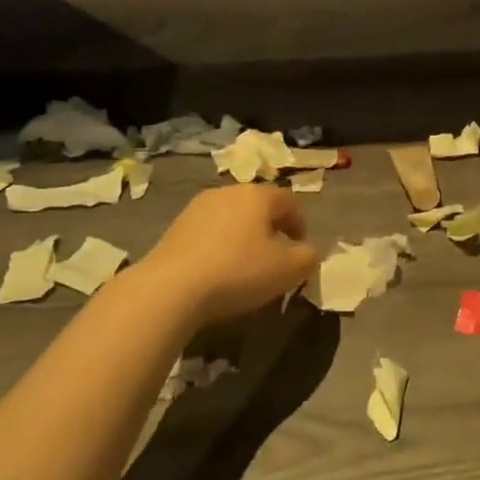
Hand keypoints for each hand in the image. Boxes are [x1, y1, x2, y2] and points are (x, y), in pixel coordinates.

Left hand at [136, 184, 318, 327]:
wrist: (171, 288)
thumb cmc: (238, 272)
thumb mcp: (288, 270)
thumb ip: (308, 257)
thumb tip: (305, 252)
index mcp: (257, 194)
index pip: (290, 202)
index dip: (300, 227)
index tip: (300, 253)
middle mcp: (226, 191)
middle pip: (259, 208)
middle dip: (271, 231)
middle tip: (274, 261)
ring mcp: (197, 207)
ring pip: (232, 219)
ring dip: (243, 239)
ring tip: (244, 268)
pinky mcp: (175, 227)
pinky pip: (209, 233)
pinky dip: (219, 247)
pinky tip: (217, 272)